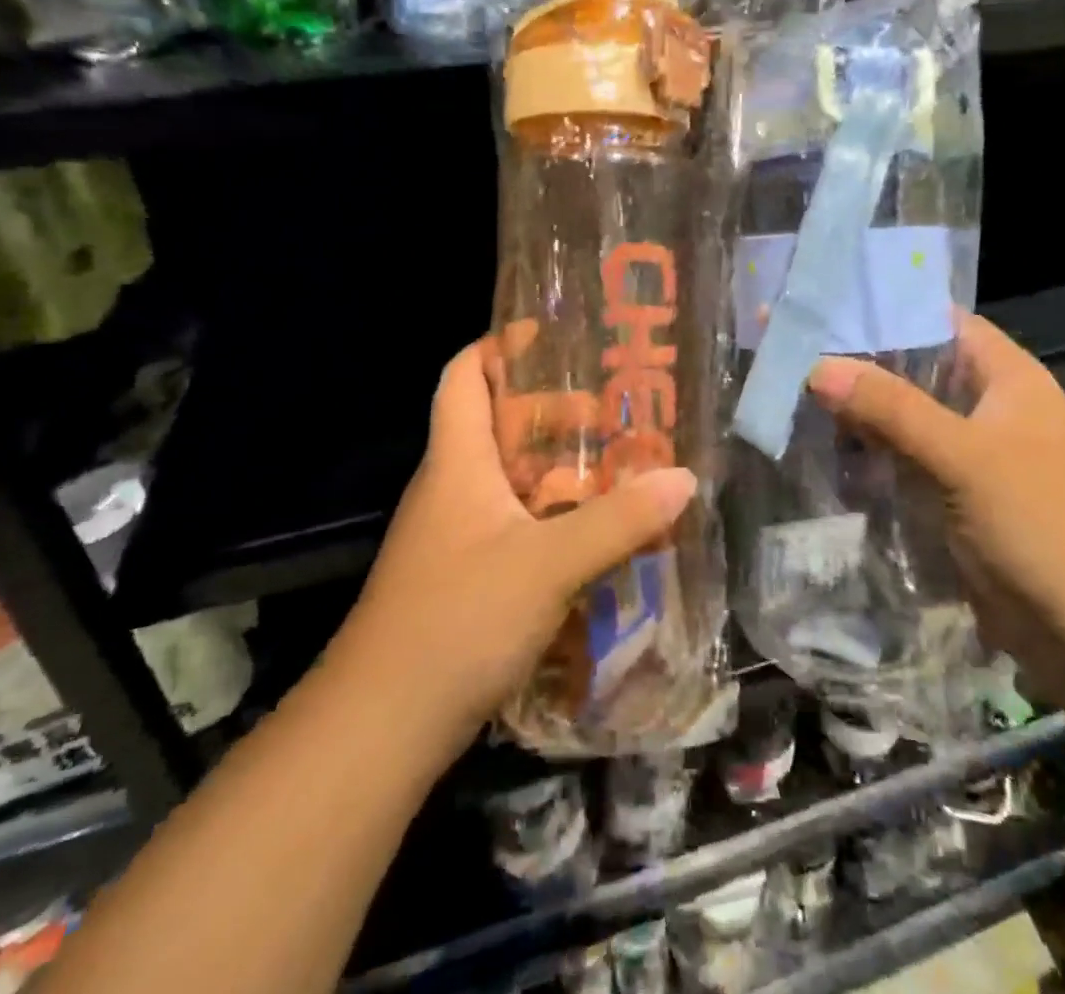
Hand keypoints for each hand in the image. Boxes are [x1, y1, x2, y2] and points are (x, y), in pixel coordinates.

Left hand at [326, 341, 695, 772]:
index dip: (499, 346)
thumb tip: (684, 479)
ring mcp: (455, 536)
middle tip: (615, 407)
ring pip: (510, 479)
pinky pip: (515, 526)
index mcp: (457, 461)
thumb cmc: (457, 619)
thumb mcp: (548, 564)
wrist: (381, 728)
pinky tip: (596, 533)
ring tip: (620, 463)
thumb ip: (618, 521)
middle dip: (553, 410)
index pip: (463, 376)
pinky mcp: (464, 578)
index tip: (554, 336)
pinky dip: (553, 517)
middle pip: (497, 425)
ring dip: (559, 468)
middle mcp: (451, 488)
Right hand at [808, 315, 1064, 683]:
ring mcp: (974, 455)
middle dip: (859, 366)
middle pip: (915, 371)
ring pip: (905, 420)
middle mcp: (990, 407)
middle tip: (792, 354)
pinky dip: (871, 458)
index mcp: (1007, 377)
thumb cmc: (1040, 526)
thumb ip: (891, 409)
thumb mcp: (963, 458)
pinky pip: (906, 463)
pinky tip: (824, 456)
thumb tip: (818, 366)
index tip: (822, 305)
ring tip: (792, 399)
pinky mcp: (958, 498)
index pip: (939, 320)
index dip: (885, 310)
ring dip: (859, 416)